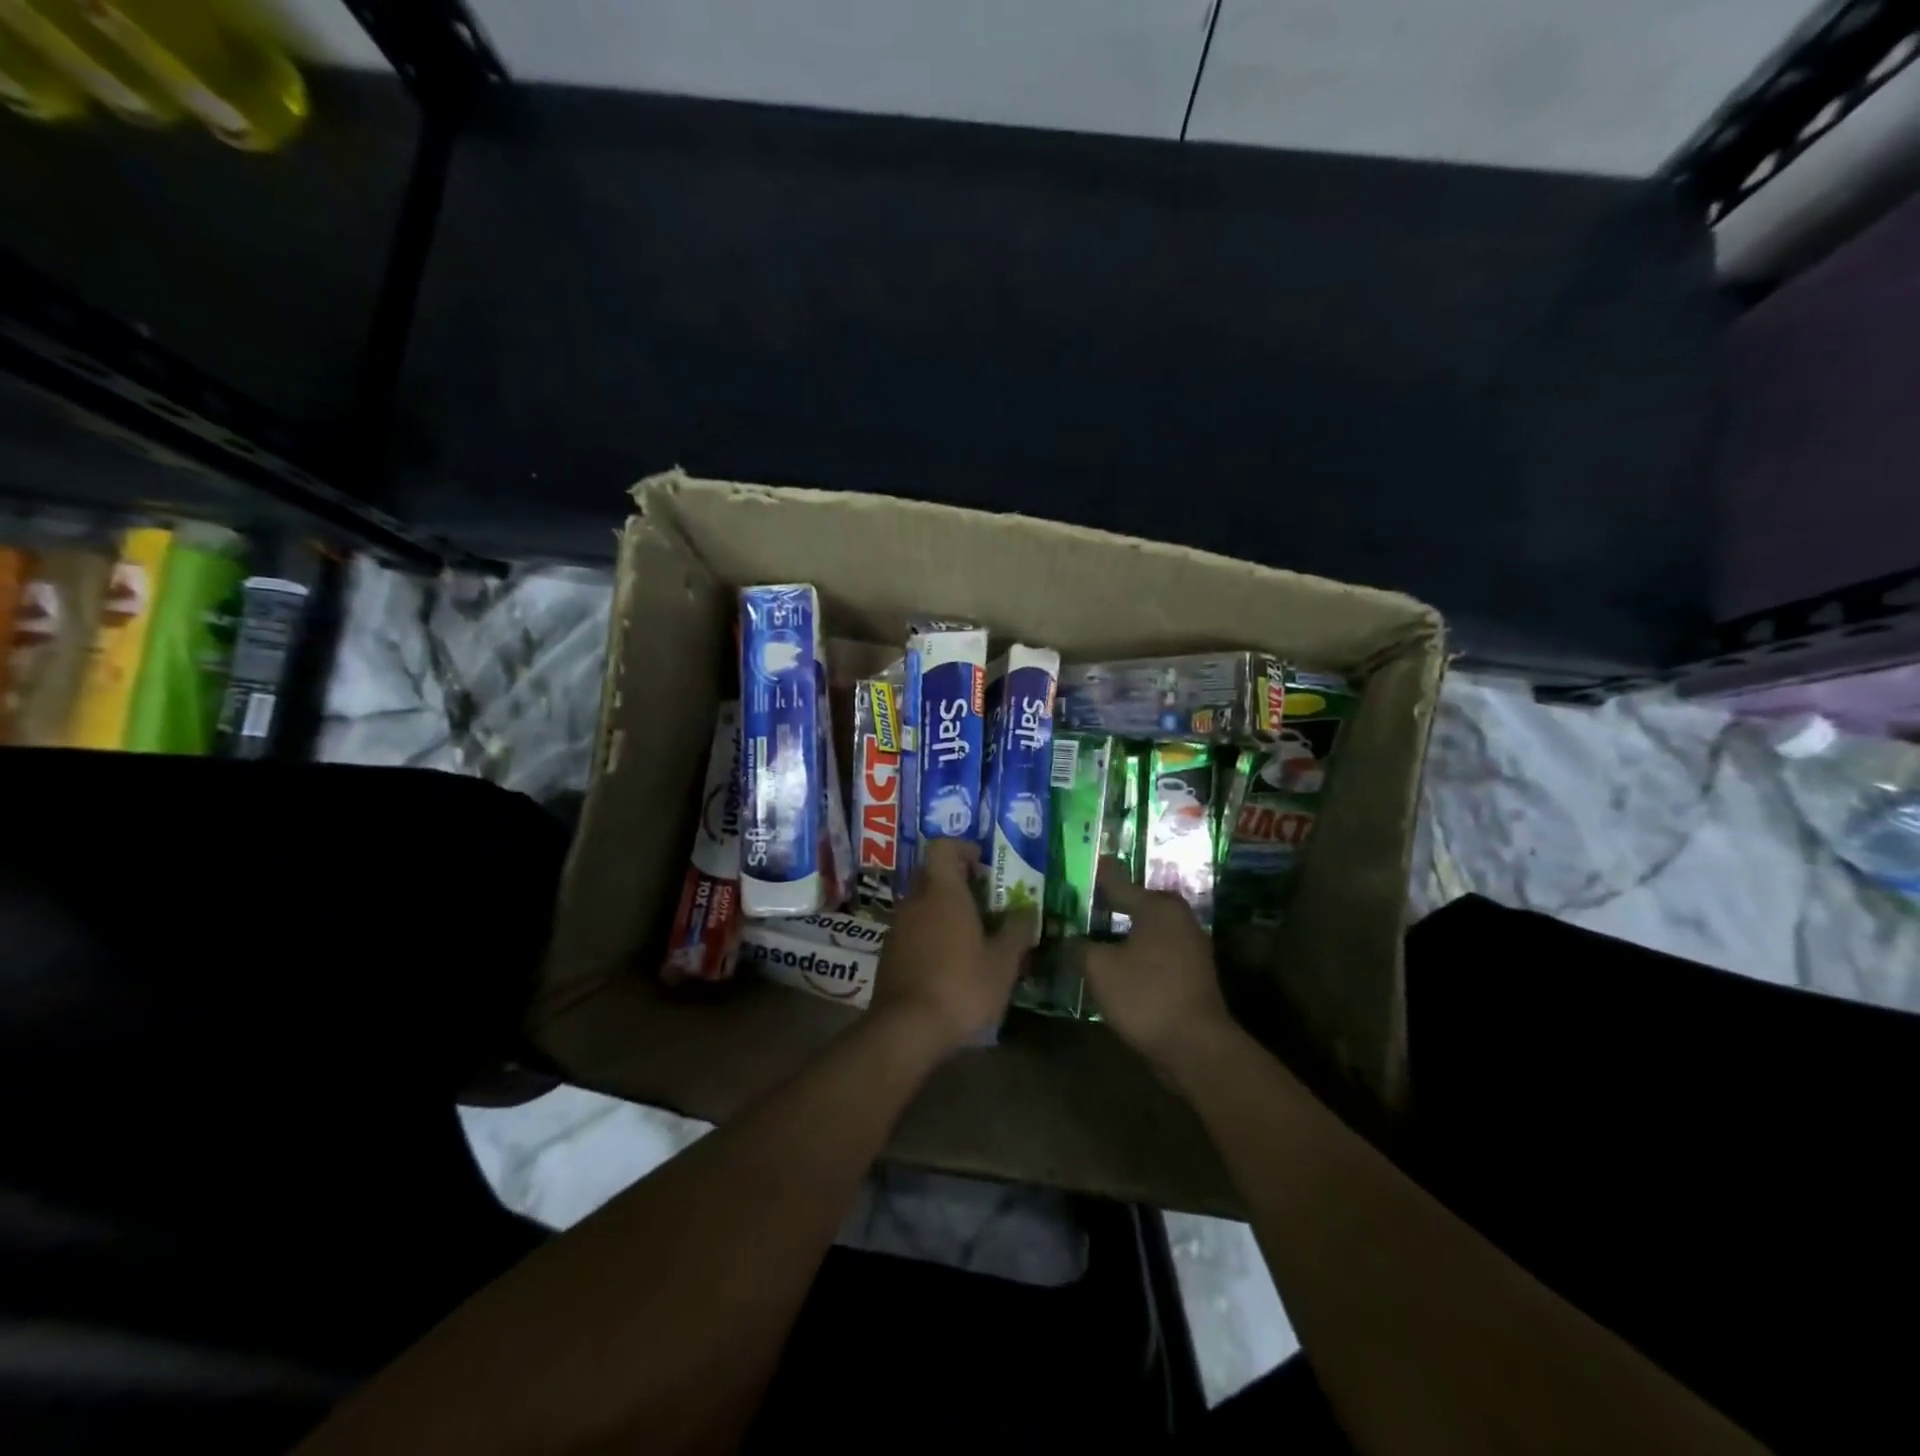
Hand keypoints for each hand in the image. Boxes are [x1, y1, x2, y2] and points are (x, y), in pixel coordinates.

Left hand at [870, 838, 1035, 1052]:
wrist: (906, 1029)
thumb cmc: (961, 986)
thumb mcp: (1003, 963)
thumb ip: (1017, 931)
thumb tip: (1027, 909)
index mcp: (943, 892)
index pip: (942, 847)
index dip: (962, 848)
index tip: (982, 863)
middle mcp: (915, 901)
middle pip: (931, 874)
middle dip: (956, 881)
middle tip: (983, 901)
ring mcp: (897, 927)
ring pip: (921, 903)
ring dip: (942, 910)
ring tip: (970, 935)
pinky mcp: (889, 953)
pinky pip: (912, 929)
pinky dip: (929, 933)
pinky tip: (948, 961)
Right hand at [1083, 858, 1236, 1084]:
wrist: (1196, 1047)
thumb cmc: (1145, 995)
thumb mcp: (1099, 968)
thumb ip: (1079, 947)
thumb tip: (1067, 938)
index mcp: (1158, 906)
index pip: (1117, 883)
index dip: (1092, 879)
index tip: (1073, 872)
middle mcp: (1178, 918)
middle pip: (1134, 905)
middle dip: (1106, 906)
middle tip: (1076, 908)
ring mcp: (1190, 946)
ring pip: (1145, 930)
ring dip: (1119, 933)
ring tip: (1089, 937)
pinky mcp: (1192, 973)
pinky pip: (1155, 952)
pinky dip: (1134, 953)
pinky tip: (1113, 964)